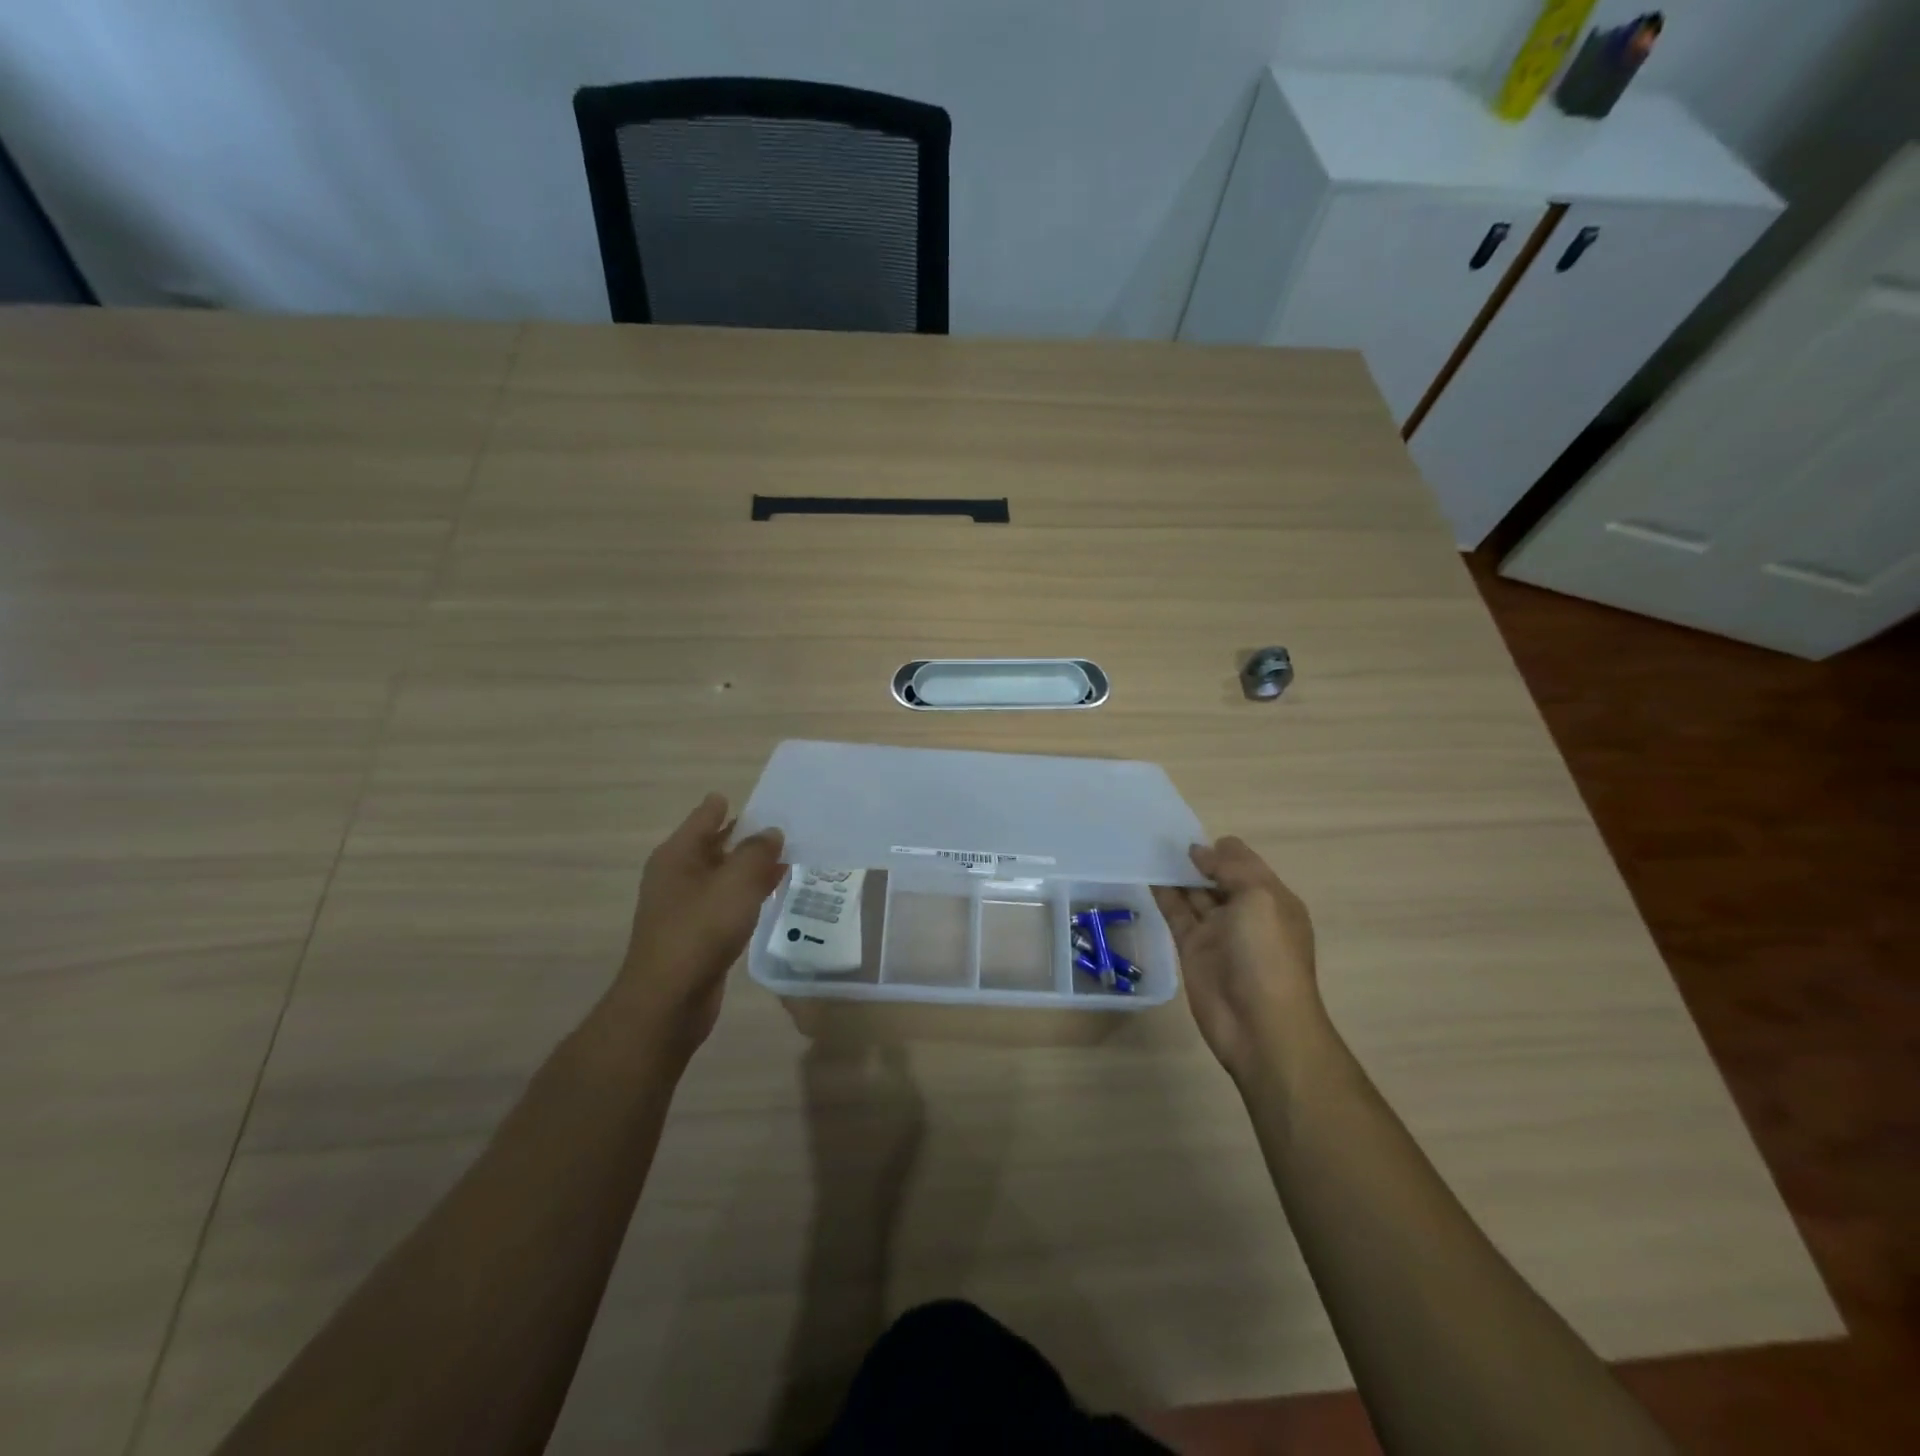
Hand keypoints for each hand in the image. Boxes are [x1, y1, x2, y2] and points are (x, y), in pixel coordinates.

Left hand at [616, 794, 784, 1057]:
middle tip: (784, 826)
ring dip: (749, 867)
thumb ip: (757, 852)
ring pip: (723, 876)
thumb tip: (771, 833)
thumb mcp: (736, 883)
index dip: (729, 805)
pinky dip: (747, 894)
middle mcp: (677, 876)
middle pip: (714, 845)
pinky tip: (772, 894)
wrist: (669, 1000)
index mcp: (677, 855)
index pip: (706, 816)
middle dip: (745, 836)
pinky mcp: (697, 934)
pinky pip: (726, 902)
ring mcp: (685, 907)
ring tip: (786, 857)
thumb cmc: (700, 930)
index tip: (761, 799)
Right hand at [1153, 837, 1319, 1081]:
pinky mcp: (1192, 950)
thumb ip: (1230, 868)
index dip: (1220, 848)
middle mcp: (1245, 913)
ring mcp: (1218, 932)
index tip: (1189, 833)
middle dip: (1196, 858)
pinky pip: (1176, 914)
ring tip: (1148, 848)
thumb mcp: (1259, 898)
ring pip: (1194, 894)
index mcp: (1271, 898)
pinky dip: (1163, 895)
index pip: (1244, 862)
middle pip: (1217, 877)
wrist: (1260, 1025)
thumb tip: (1199, 851)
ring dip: (1176, 873)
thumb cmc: (1267, 955)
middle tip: (1161, 836)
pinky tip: (1146, 875)